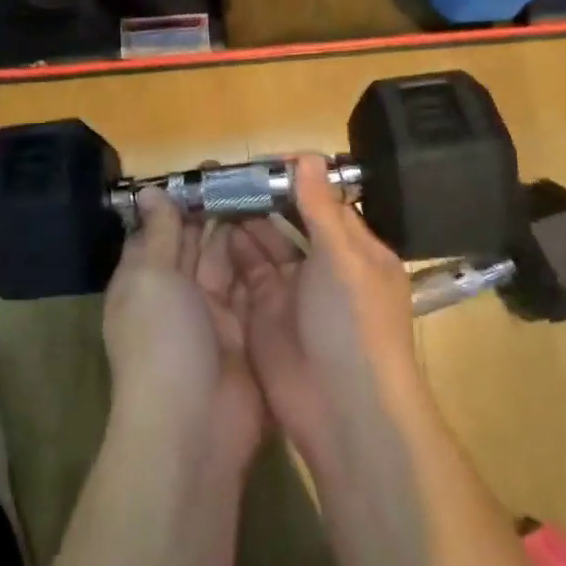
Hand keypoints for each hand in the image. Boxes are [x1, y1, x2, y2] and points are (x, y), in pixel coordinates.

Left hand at [103, 185, 266, 469]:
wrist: (193, 428)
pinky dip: (265, 264)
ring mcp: (215, 315)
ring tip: (272, 195)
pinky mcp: (248, 333)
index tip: (213, 169)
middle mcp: (178, 293)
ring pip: (230, 262)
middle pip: (199, 242)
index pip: (164, 228)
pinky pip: (255, 289)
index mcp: (146, 278)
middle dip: (219, 211)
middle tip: (252, 176)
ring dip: (245, 232)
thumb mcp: (150, 279)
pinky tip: (284, 233)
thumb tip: (147, 192)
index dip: (184, 199)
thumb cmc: (160, 342)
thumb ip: (158, 234)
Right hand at [230, 156, 427, 474]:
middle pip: (289, 220)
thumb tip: (309, 155)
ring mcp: (292, 290)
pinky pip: (245, 272)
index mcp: (354, 250)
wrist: (343, 411)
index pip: (323, 201)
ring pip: (264, 243)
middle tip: (224, 173)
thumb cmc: (354, 323)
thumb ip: (321, 207)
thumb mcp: (343, 258)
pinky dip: (230, 250)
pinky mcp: (264, 312)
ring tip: (211, 192)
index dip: (293, 178)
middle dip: (261, 197)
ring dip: (243, 219)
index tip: (258, 160)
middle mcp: (324, 266)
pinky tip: (210, 226)